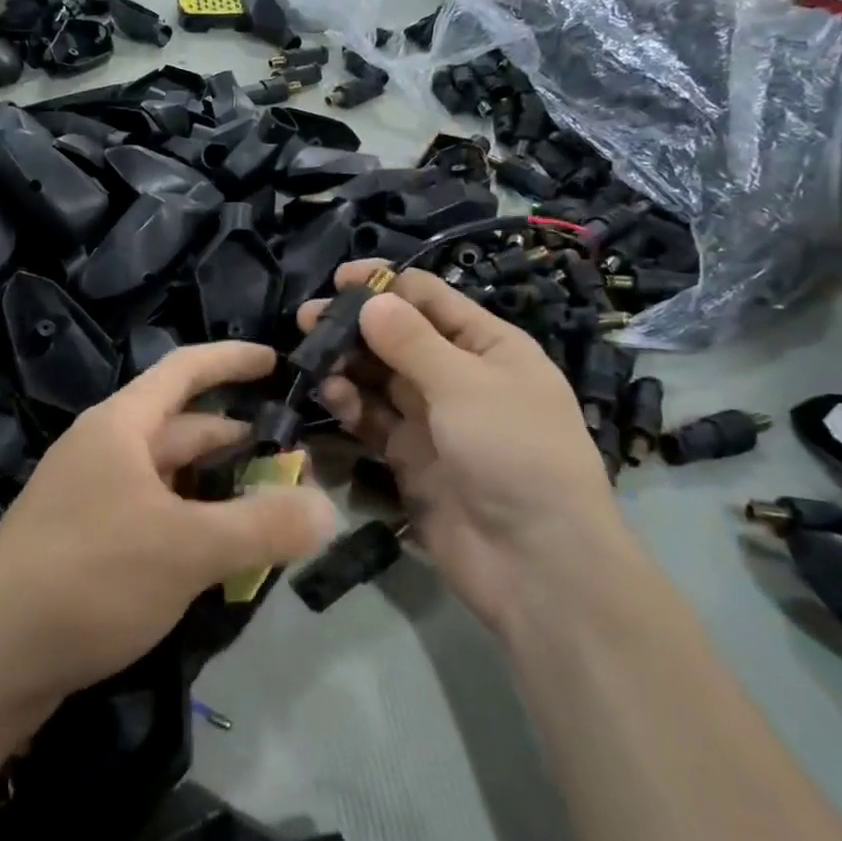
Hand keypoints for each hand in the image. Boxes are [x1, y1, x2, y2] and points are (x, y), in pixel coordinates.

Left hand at [0, 342, 334, 708]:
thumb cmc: (89, 579)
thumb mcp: (188, 548)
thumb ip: (264, 525)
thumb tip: (331, 508)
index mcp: (119, 427)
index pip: (184, 369)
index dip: (232, 359)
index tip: (278, 362)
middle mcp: (101, 452)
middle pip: (182, 429)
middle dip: (237, 440)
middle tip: (293, 463)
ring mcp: (88, 499)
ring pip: (169, 479)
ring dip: (217, 489)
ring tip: (267, 512)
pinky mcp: (83, 545)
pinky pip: (151, 517)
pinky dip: (190, 524)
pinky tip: (217, 558)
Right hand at [301, 263, 622, 633]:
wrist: (534, 561)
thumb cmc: (514, 451)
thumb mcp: (466, 384)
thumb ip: (412, 342)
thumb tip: (370, 301)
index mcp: (490, 347)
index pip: (432, 300)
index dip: (387, 285)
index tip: (339, 279)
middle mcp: (460, 377)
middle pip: (400, 338)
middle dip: (357, 325)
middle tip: (308, 318)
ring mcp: (434, 420)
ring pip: (381, 379)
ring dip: (348, 365)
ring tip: (310, 355)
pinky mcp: (410, 458)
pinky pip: (375, 420)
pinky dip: (352, 406)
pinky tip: (329, 395)